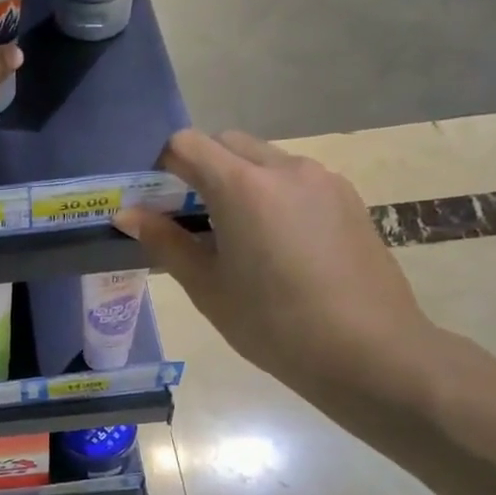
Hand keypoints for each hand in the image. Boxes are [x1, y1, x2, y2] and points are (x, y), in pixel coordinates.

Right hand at [116, 130, 443, 410]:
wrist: (369, 351)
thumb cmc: (273, 324)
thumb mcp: (207, 287)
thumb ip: (165, 242)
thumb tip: (126, 214)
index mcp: (243, 186)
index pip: (188, 144)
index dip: (163, 165)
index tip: (158, 202)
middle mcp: (284, 168)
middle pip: (227, 143)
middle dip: (201, 168)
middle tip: (192, 219)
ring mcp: (322, 179)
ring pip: (264, 160)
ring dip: (238, 180)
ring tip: (237, 236)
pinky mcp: (348, 197)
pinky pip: (295, 179)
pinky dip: (272, 193)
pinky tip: (277, 245)